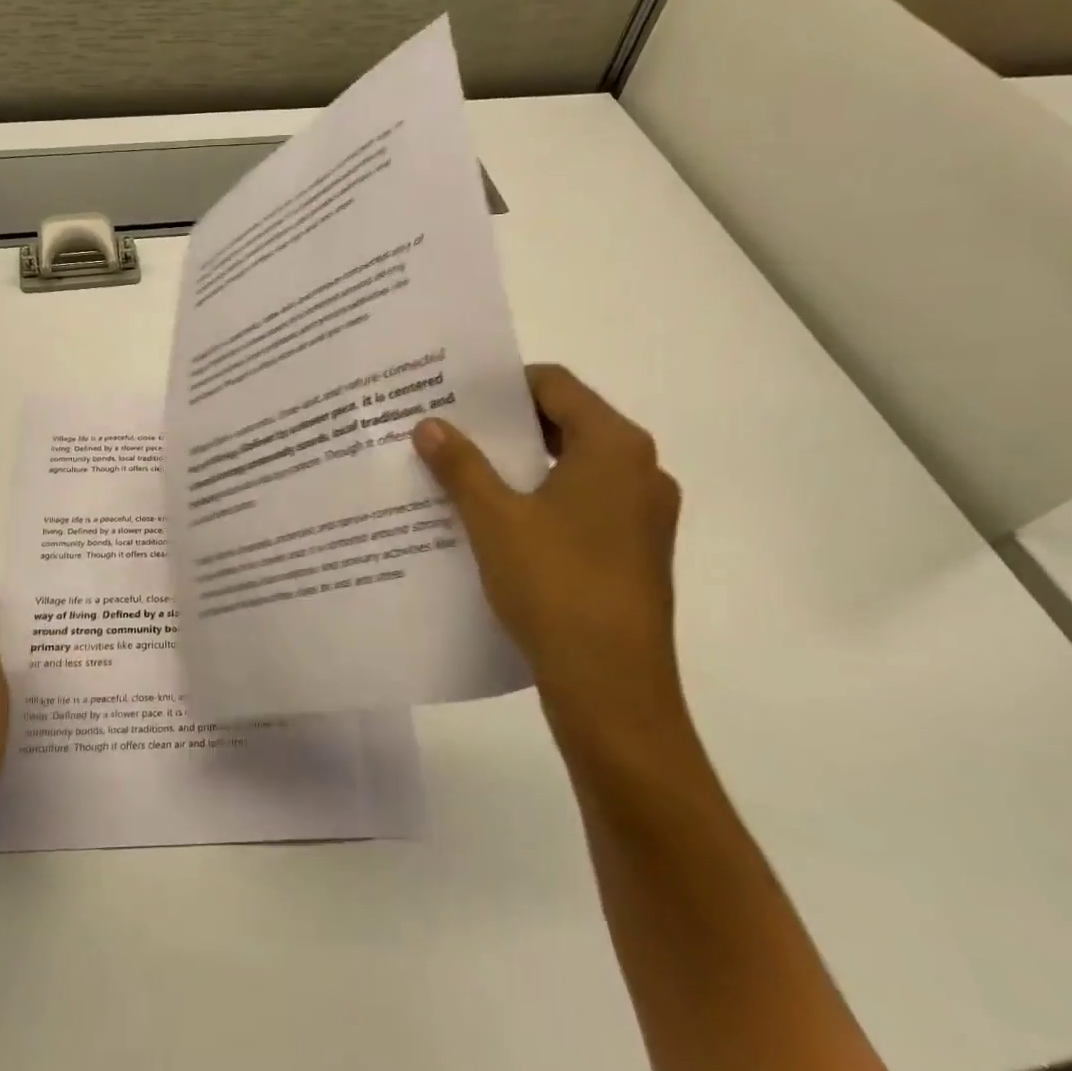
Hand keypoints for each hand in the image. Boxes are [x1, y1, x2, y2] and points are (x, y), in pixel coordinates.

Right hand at [413, 365, 684, 748]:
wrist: (612, 686)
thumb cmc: (555, 585)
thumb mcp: (494, 518)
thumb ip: (460, 465)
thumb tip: (428, 424)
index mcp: (614, 447)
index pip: (556, 384)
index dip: (505, 384)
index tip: (458, 395)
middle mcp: (640, 470)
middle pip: (568, 423)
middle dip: (508, 425)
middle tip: (453, 429)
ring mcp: (644, 514)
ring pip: (575, 467)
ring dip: (523, 464)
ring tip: (466, 472)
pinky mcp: (636, 551)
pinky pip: (584, 503)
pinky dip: (543, 498)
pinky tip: (499, 520)